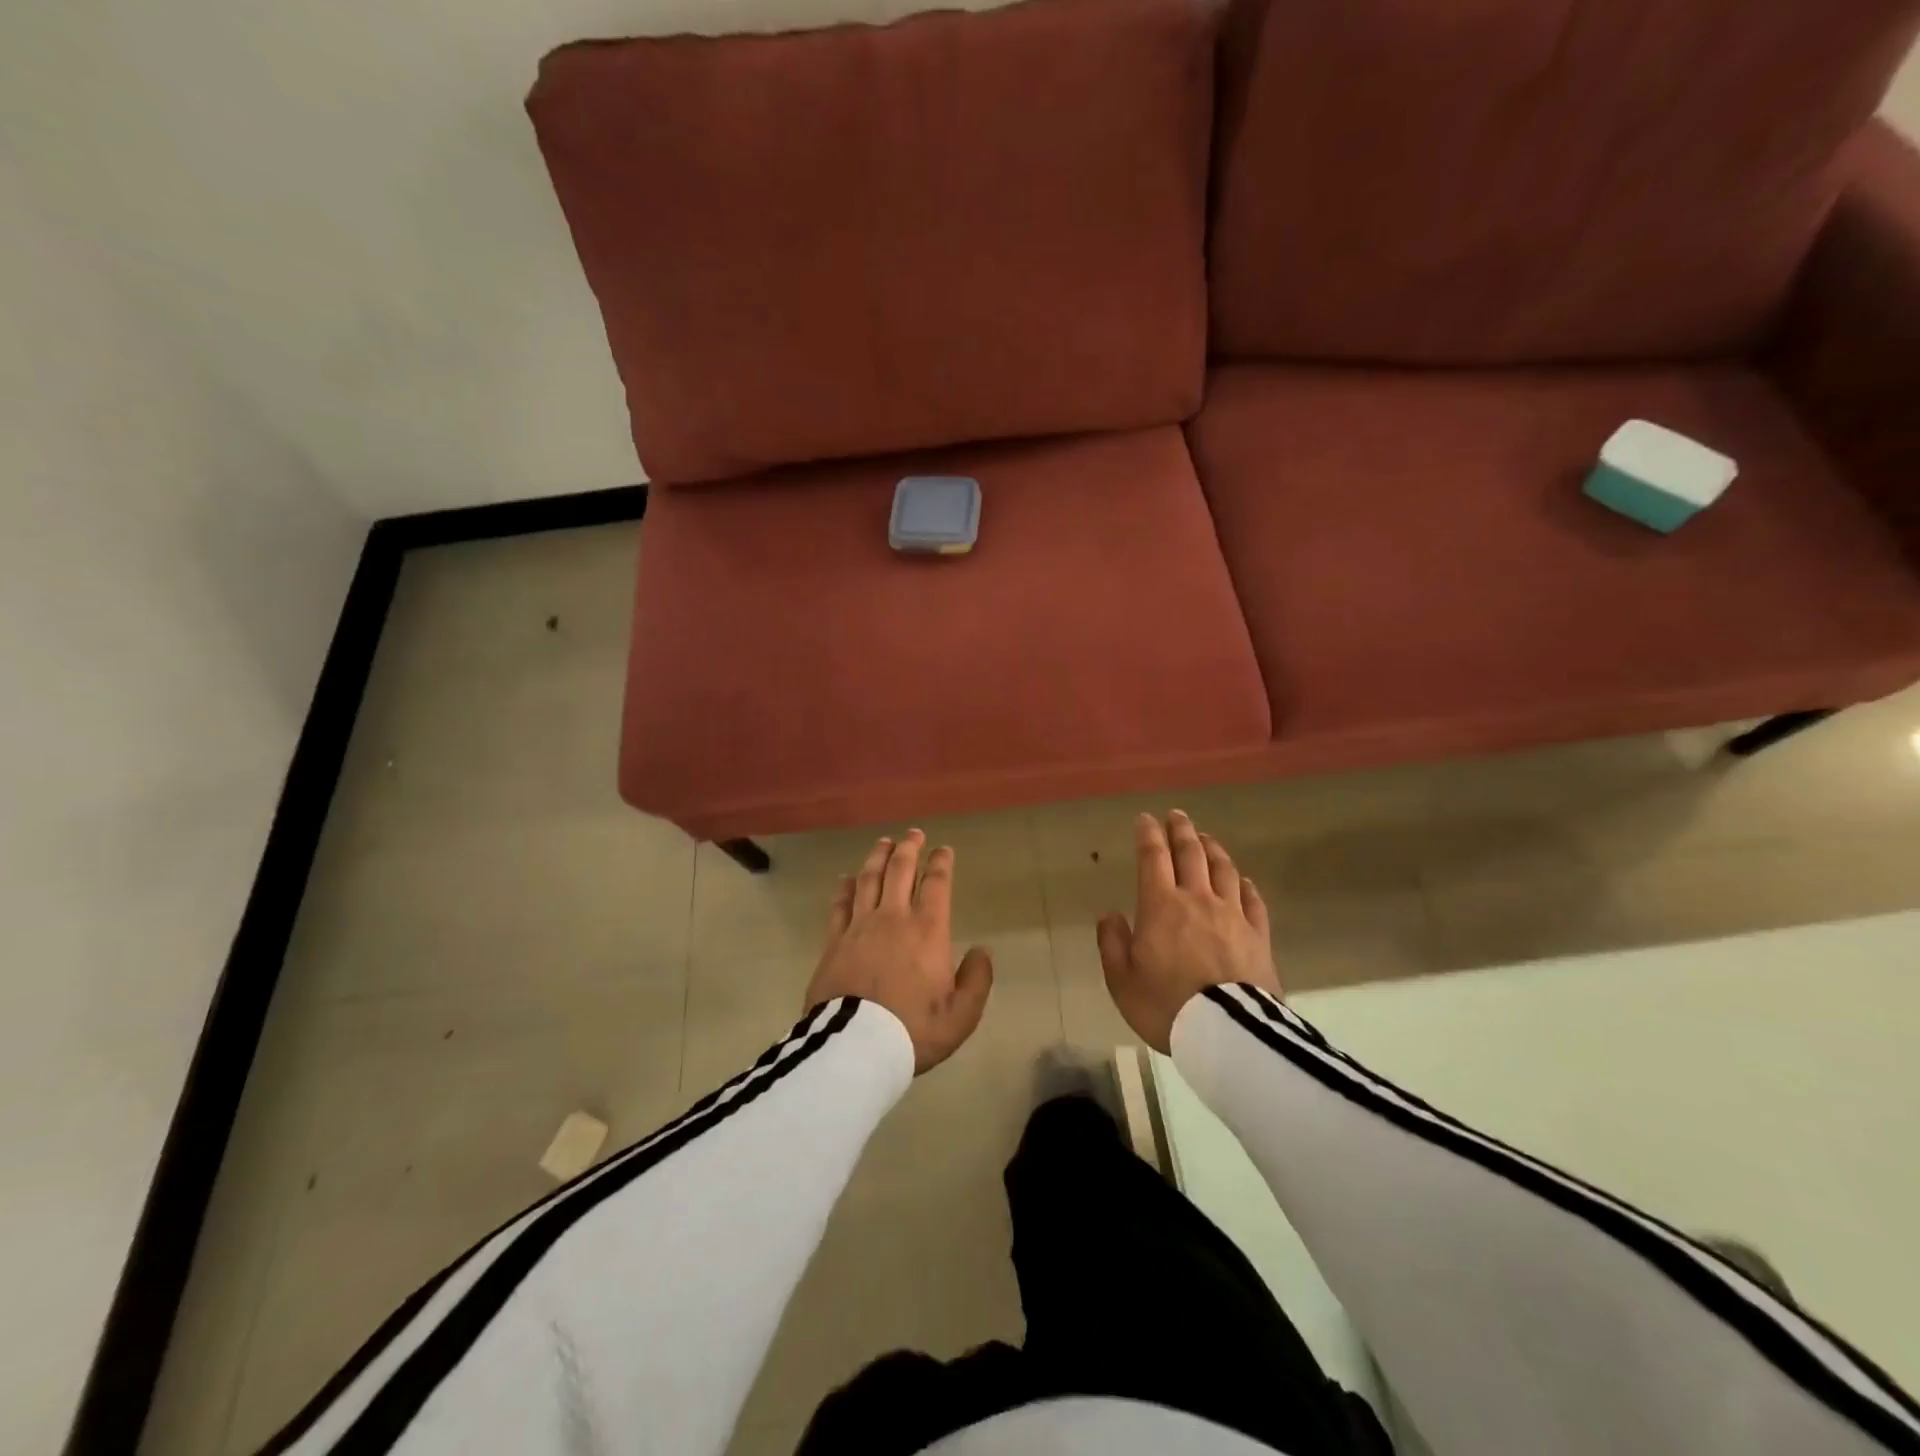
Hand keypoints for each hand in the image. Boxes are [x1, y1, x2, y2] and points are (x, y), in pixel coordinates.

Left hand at [805, 830, 994, 1073]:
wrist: (856, 1046)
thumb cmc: (913, 1030)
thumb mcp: (961, 1015)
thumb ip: (977, 980)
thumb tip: (983, 951)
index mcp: (927, 931)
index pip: (936, 884)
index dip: (941, 863)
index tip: (943, 850)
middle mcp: (894, 918)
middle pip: (900, 871)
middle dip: (909, 848)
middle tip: (913, 833)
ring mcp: (860, 926)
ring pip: (868, 879)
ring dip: (877, 857)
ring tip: (883, 843)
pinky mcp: (834, 941)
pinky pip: (839, 905)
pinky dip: (844, 888)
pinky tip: (845, 878)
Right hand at [1097, 811, 1281, 1052]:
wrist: (1226, 1034)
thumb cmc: (1165, 1005)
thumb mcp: (1121, 979)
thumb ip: (1112, 942)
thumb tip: (1110, 914)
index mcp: (1161, 905)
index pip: (1153, 858)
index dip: (1148, 835)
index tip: (1145, 819)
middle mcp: (1198, 899)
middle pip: (1191, 854)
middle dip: (1181, 831)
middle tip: (1176, 816)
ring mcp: (1233, 915)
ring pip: (1224, 870)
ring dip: (1213, 849)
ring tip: (1206, 838)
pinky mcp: (1259, 936)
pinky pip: (1254, 901)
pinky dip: (1246, 885)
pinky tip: (1243, 881)